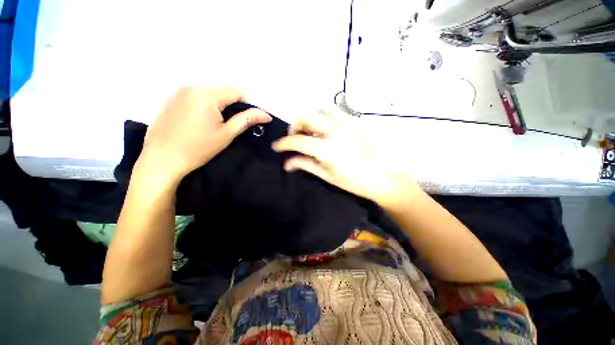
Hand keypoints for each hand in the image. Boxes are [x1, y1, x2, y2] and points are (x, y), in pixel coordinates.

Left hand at [139, 87, 271, 181]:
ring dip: (218, 107)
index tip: (246, 120)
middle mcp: (191, 87)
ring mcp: (178, 92)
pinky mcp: (170, 100)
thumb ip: (246, 120)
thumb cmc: (198, 148)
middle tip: (230, 126)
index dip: (247, 105)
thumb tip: (266, 115)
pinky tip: (199, 124)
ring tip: (214, 126)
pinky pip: (196, 98)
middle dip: (232, 107)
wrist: (161, 160)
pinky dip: (205, 108)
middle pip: (223, 92)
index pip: (237, 91)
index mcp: (206, 95)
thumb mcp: (226, 134)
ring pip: (210, 95)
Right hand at [272, 109, 417, 206]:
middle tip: (295, 138)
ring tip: (311, 130)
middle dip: (294, 127)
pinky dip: (324, 115)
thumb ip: (306, 165)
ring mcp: (347, 123)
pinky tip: (326, 126)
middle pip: (305, 118)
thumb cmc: (355, 182)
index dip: (283, 143)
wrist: (385, 177)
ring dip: (310, 118)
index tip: (276, 147)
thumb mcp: (328, 176)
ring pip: (319, 109)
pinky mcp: (356, 120)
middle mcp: (335, 131)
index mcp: (328, 149)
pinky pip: (335, 110)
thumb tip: (287, 163)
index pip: (298, 141)